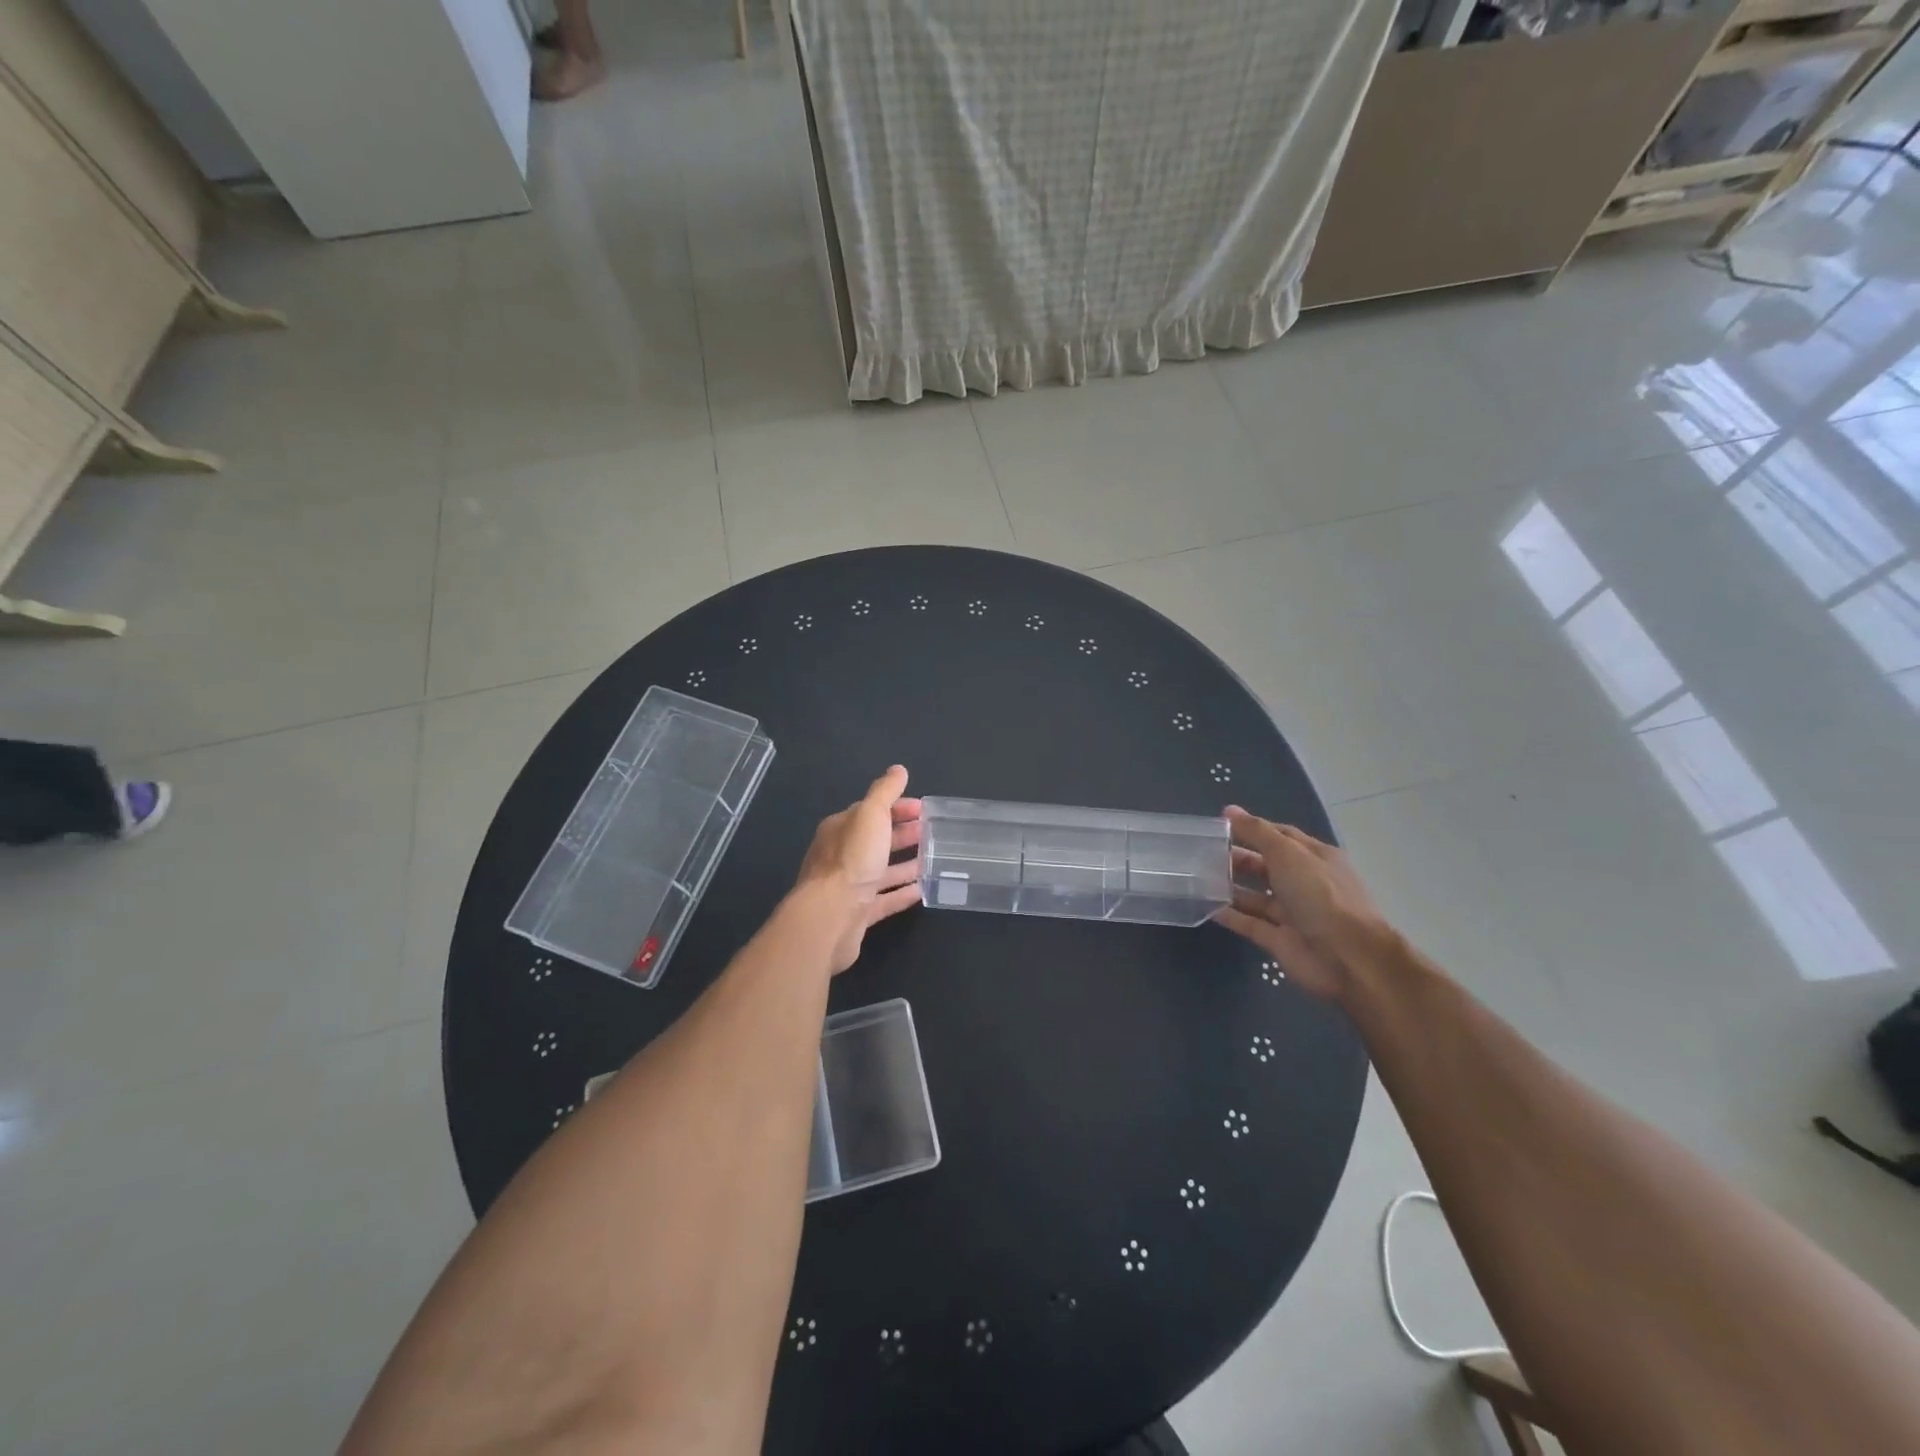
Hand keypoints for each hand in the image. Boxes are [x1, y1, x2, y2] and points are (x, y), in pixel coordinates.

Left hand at [795, 765, 923, 972]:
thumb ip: (885, 792)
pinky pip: (884, 900)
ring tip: (932, 860)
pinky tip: (921, 891)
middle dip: (903, 834)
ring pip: (881, 870)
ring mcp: (849, 886)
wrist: (830, 918)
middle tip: (932, 833)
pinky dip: (901, 893)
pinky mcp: (857, 913)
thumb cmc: (852, 860)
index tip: (924, 810)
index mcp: (841, 829)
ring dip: (904, 864)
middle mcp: (841, 855)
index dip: (898, 807)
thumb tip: (898, 770)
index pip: (871, 811)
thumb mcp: (870, 816)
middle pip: (876, 840)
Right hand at [1214, 806, 1391, 1002]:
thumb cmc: (1320, 895)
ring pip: (1255, 896)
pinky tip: (1204, 906)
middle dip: (1238, 857)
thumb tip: (1229, 811)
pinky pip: (1250, 923)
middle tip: (1203, 852)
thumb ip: (1257, 832)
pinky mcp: (1279, 940)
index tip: (1220, 824)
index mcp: (1314, 857)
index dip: (1252, 828)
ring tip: (1197, 877)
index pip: (1281, 836)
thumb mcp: (1288, 853)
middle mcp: (1304, 883)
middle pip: (1266, 866)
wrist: (1348, 958)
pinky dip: (1230, 915)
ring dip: (1230, 887)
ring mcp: (1292, 913)